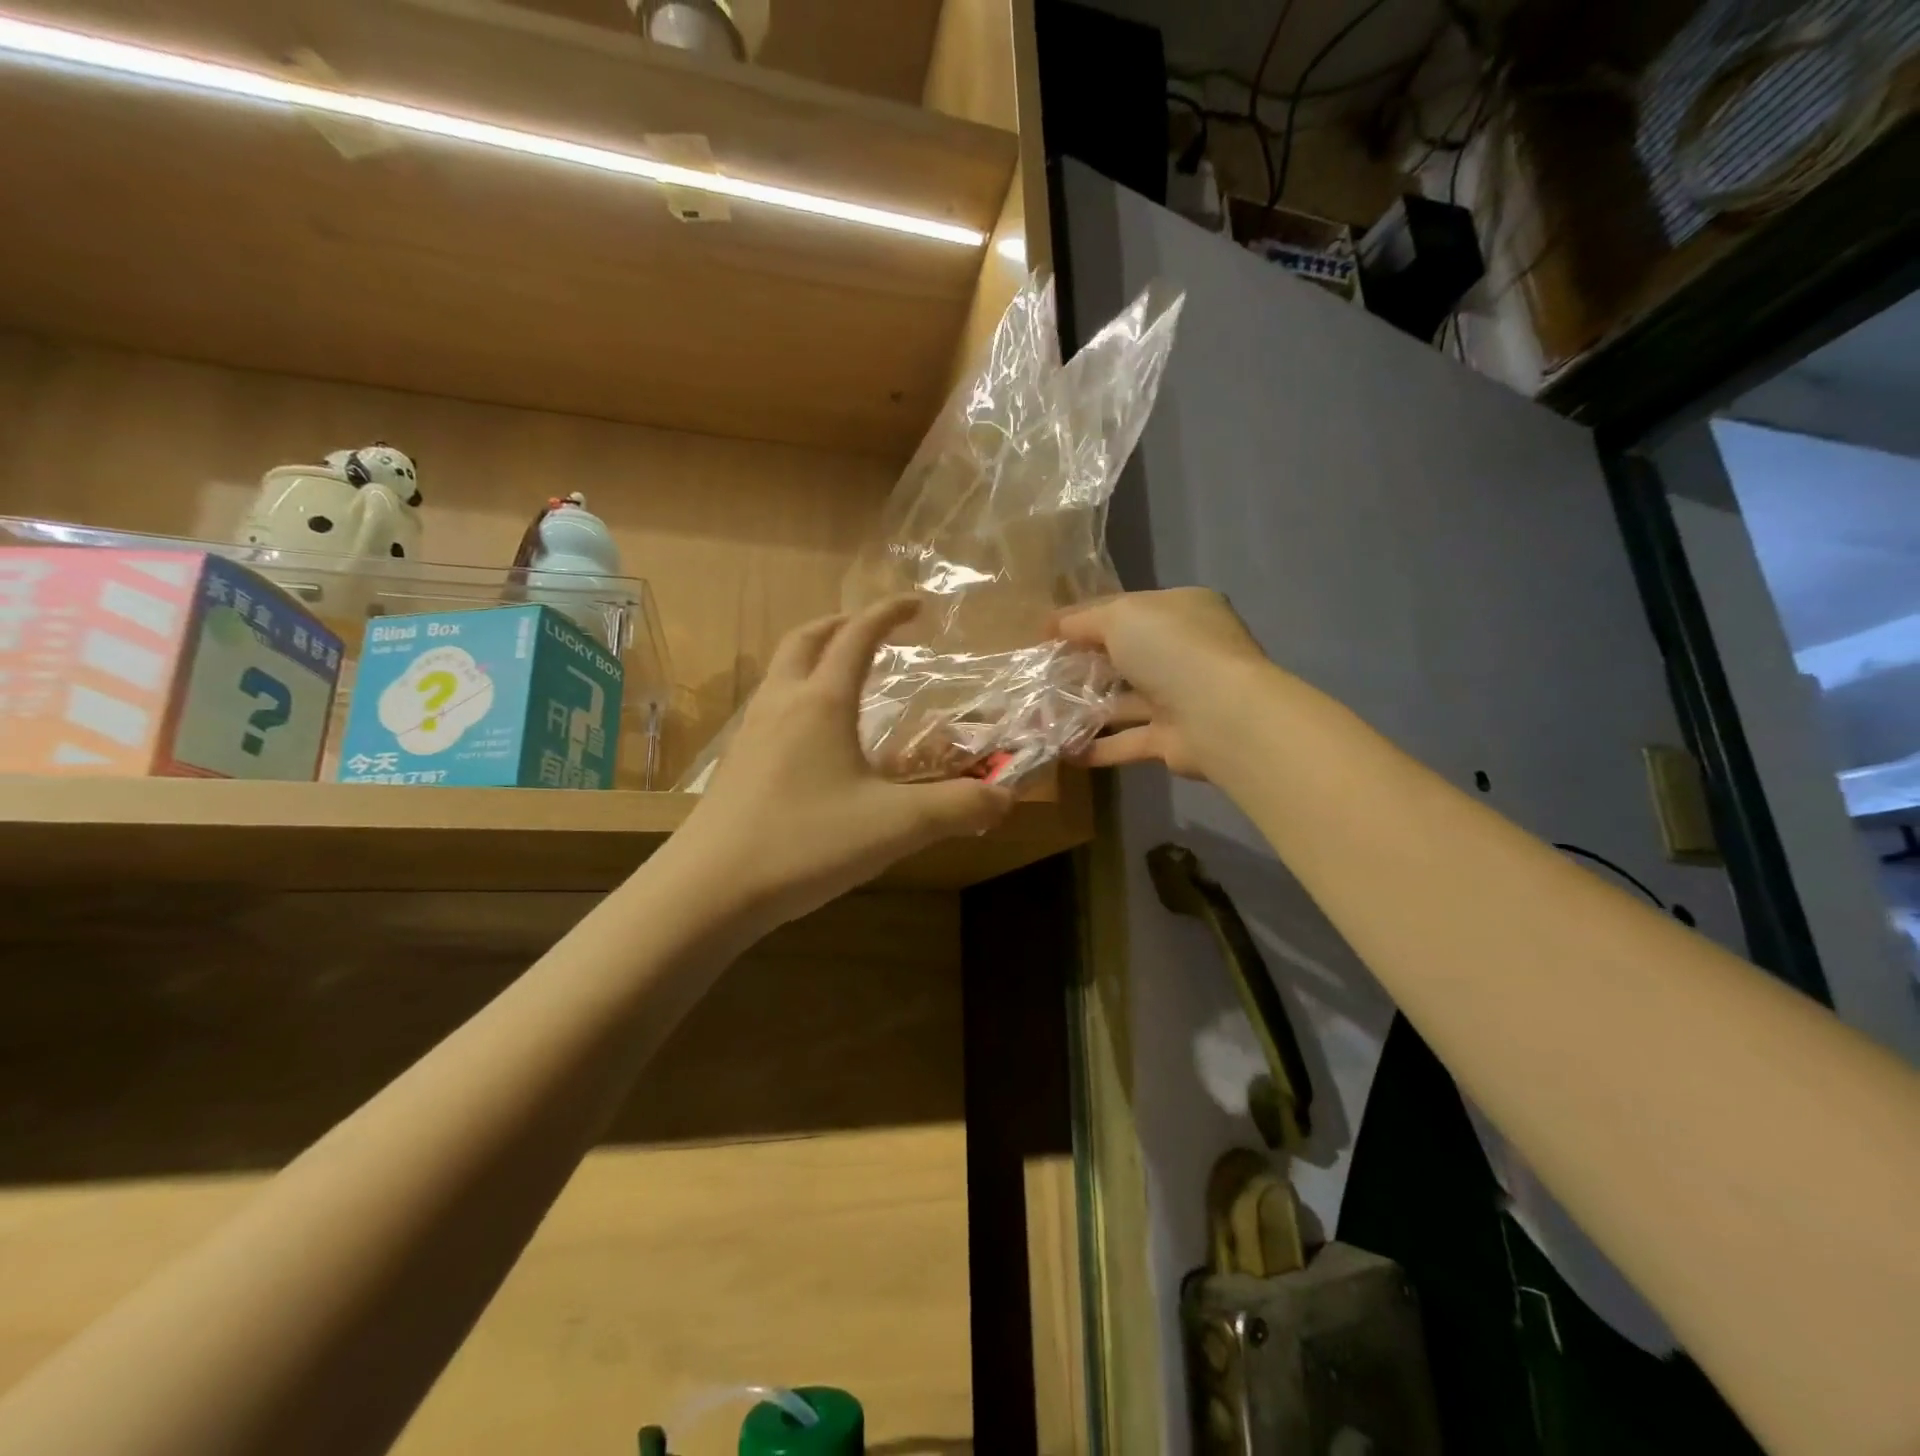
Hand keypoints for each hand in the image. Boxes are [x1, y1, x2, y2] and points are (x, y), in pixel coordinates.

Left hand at [672, 597, 1013, 928]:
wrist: (709, 889)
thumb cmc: (805, 843)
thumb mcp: (895, 826)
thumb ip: (957, 808)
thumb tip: (1004, 798)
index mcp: (822, 702)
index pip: (857, 636)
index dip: (888, 614)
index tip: (916, 605)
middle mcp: (782, 703)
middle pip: (807, 638)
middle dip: (842, 624)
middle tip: (871, 630)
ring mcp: (751, 731)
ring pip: (781, 670)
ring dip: (813, 656)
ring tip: (843, 676)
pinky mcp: (736, 763)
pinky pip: (769, 705)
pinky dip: (797, 694)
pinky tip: (811, 737)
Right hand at [1055, 588, 1273, 779]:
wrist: (1220, 716)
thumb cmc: (1171, 650)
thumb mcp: (1121, 616)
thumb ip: (1083, 620)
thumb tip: (1054, 625)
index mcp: (1180, 610)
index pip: (1125, 609)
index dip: (1084, 620)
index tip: (1045, 635)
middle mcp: (1184, 651)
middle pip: (1124, 657)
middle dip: (1083, 666)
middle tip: (1040, 677)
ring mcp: (1180, 697)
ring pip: (1124, 701)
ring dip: (1085, 709)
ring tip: (1041, 716)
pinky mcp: (1172, 739)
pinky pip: (1127, 741)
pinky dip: (1097, 746)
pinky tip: (1062, 749)